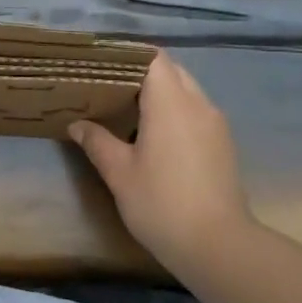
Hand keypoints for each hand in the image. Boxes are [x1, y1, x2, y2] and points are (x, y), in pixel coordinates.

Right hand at [68, 52, 252, 269]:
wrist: (218, 246)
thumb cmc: (161, 203)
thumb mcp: (119, 173)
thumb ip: (97, 141)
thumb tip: (77, 124)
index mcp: (170, 102)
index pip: (154, 58)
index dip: (129, 56)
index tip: (104, 66)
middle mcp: (198, 104)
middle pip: (171, 71)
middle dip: (142, 75)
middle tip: (111, 89)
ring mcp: (215, 124)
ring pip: (187, 92)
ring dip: (161, 95)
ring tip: (129, 112)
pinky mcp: (223, 144)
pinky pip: (196, 112)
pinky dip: (176, 113)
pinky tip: (155, 137)